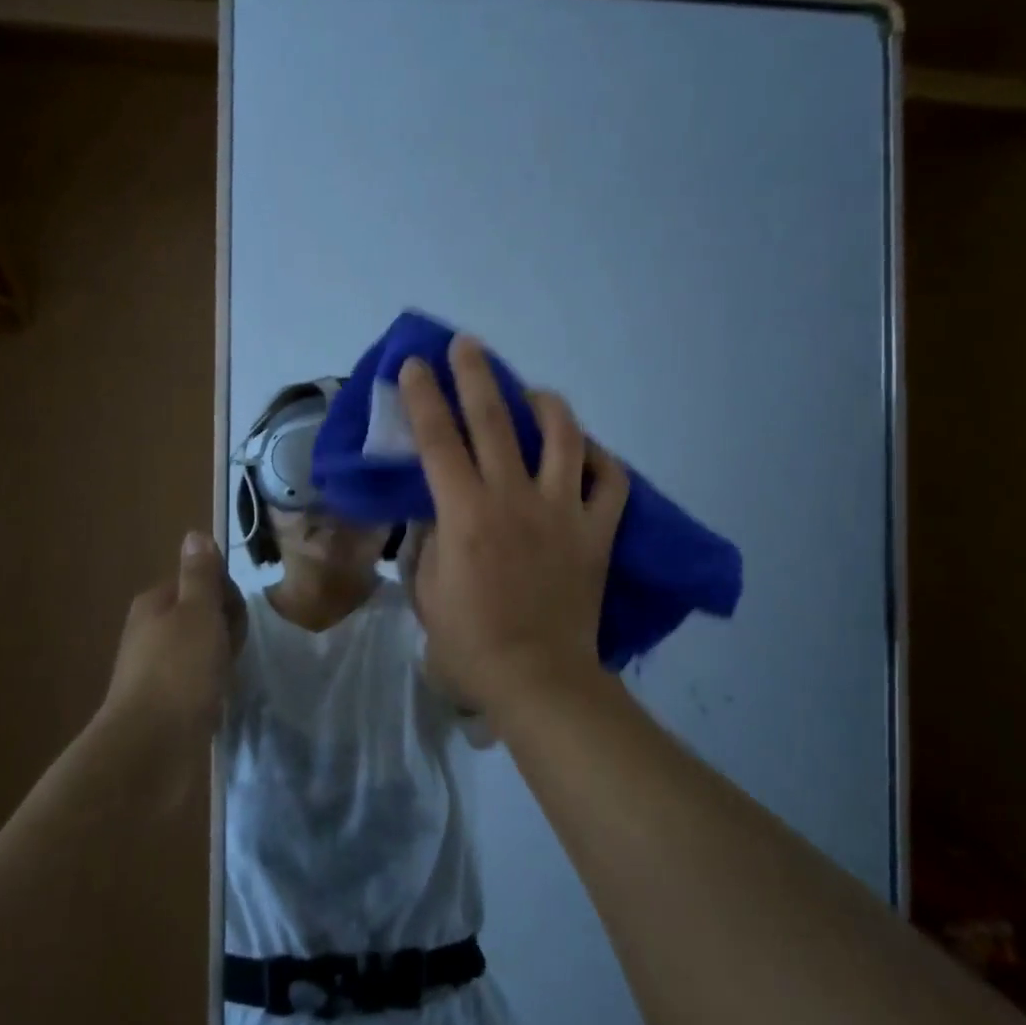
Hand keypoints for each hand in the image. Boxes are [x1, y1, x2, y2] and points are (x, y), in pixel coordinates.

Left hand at [101, 532, 238, 739]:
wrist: (151, 747)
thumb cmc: (180, 669)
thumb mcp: (198, 611)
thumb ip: (200, 575)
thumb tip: (194, 535)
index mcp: (154, 603)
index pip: (200, 582)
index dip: (225, 595)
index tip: (234, 617)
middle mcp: (149, 631)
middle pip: (202, 614)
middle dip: (225, 627)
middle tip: (231, 649)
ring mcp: (154, 669)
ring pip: (202, 648)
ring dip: (221, 657)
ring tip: (228, 675)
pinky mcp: (163, 702)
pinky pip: (198, 679)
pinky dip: (212, 683)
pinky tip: (218, 696)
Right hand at [398, 336, 627, 714]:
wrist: (538, 679)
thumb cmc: (469, 642)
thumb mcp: (427, 588)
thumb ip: (431, 537)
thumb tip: (441, 507)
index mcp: (466, 513)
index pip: (439, 440)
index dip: (423, 397)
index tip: (414, 365)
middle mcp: (515, 499)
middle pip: (495, 420)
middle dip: (476, 375)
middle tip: (468, 345)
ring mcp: (564, 512)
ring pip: (564, 437)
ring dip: (546, 405)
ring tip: (533, 393)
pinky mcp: (598, 532)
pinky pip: (611, 482)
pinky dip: (600, 459)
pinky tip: (585, 452)